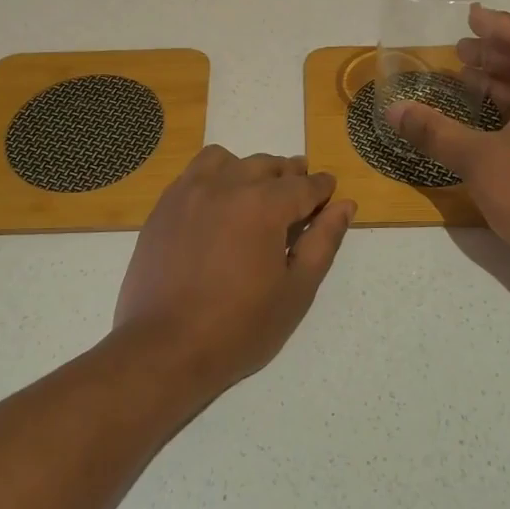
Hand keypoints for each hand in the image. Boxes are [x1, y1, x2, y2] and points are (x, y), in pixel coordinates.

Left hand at [114, 148, 355, 389]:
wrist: (166, 348)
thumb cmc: (240, 327)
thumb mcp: (296, 290)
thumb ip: (323, 241)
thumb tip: (345, 205)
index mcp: (263, 206)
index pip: (304, 185)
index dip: (322, 188)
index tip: (330, 192)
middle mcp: (226, 186)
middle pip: (267, 166)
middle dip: (290, 176)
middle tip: (300, 196)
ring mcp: (189, 193)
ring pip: (228, 160)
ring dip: (249, 170)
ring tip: (256, 195)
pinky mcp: (164, 206)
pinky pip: (194, 173)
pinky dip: (215, 176)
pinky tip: (219, 204)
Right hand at [386, 6, 509, 293]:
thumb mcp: (478, 159)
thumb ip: (435, 132)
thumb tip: (394, 111)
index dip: (499, 26)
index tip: (472, 15)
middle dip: (495, 54)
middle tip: (458, 50)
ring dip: (498, 84)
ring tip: (462, 79)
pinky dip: (505, 113)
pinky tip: (479, 125)